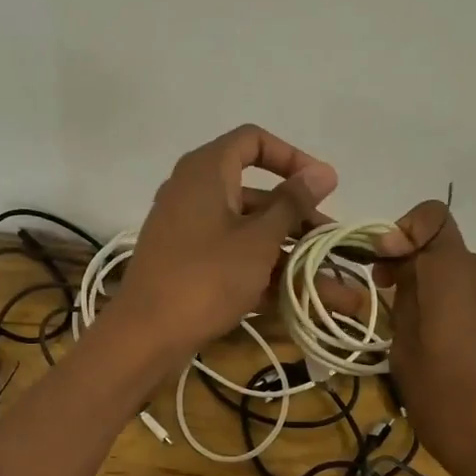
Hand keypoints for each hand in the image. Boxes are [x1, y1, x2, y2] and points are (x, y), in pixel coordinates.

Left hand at [116, 125, 337, 356]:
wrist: (146, 334)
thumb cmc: (207, 277)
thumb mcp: (259, 239)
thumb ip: (292, 204)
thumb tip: (323, 171)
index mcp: (206, 171)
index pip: (253, 141)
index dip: (292, 157)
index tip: (322, 186)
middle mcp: (192, 192)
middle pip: (254, 192)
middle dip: (296, 215)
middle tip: (329, 239)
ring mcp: (187, 230)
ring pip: (245, 229)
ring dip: (284, 249)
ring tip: (322, 275)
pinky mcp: (185, 264)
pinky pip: (229, 256)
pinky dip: (258, 269)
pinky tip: (292, 296)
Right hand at [381, 202, 475, 475]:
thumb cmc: (452, 409)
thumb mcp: (406, 359)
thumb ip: (404, 305)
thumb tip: (407, 279)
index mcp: (456, 276)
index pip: (433, 218)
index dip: (404, 231)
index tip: (386, 270)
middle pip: (451, 257)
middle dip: (423, 278)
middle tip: (403, 322)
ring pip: (475, 284)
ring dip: (453, 302)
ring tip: (442, 351)